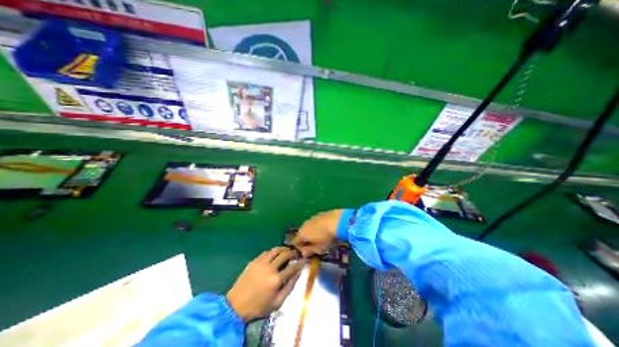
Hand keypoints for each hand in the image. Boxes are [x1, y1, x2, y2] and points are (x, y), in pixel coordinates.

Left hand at [226, 247, 303, 322]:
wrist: (236, 305)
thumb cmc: (259, 306)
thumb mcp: (277, 302)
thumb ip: (289, 287)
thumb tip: (298, 274)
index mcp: (276, 279)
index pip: (292, 267)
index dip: (300, 262)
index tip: (304, 259)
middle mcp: (270, 268)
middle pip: (285, 255)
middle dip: (293, 253)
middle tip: (296, 253)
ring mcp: (261, 263)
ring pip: (275, 250)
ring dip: (283, 249)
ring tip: (287, 250)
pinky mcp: (254, 261)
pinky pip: (266, 252)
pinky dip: (273, 251)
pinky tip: (274, 254)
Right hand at [293, 209, 346, 257]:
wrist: (336, 220)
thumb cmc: (326, 237)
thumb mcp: (318, 248)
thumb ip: (310, 251)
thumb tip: (303, 253)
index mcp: (302, 234)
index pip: (295, 242)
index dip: (299, 248)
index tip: (306, 252)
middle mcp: (304, 224)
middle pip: (302, 233)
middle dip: (306, 240)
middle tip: (314, 246)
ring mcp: (311, 218)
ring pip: (308, 227)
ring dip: (312, 232)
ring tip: (321, 237)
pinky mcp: (319, 214)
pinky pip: (315, 222)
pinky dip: (318, 227)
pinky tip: (325, 229)